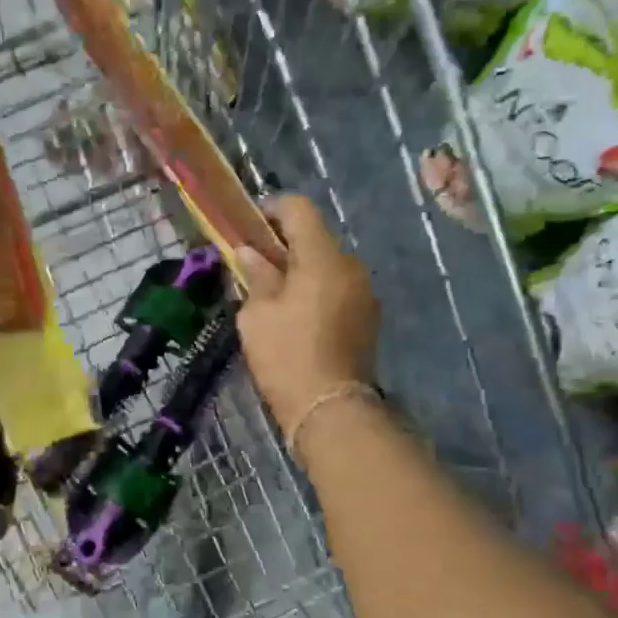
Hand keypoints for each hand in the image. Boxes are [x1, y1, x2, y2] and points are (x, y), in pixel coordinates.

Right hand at [235, 195, 379, 428]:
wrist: (330, 408)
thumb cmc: (286, 356)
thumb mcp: (257, 315)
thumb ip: (256, 276)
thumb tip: (250, 253)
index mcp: (323, 258)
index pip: (299, 209)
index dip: (271, 209)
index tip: (249, 228)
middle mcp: (351, 266)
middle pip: (315, 238)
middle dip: (284, 245)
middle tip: (255, 266)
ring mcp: (365, 293)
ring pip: (328, 265)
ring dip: (301, 270)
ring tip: (275, 296)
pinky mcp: (368, 317)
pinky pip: (338, 288)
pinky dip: (317, 290)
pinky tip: (297, 317)